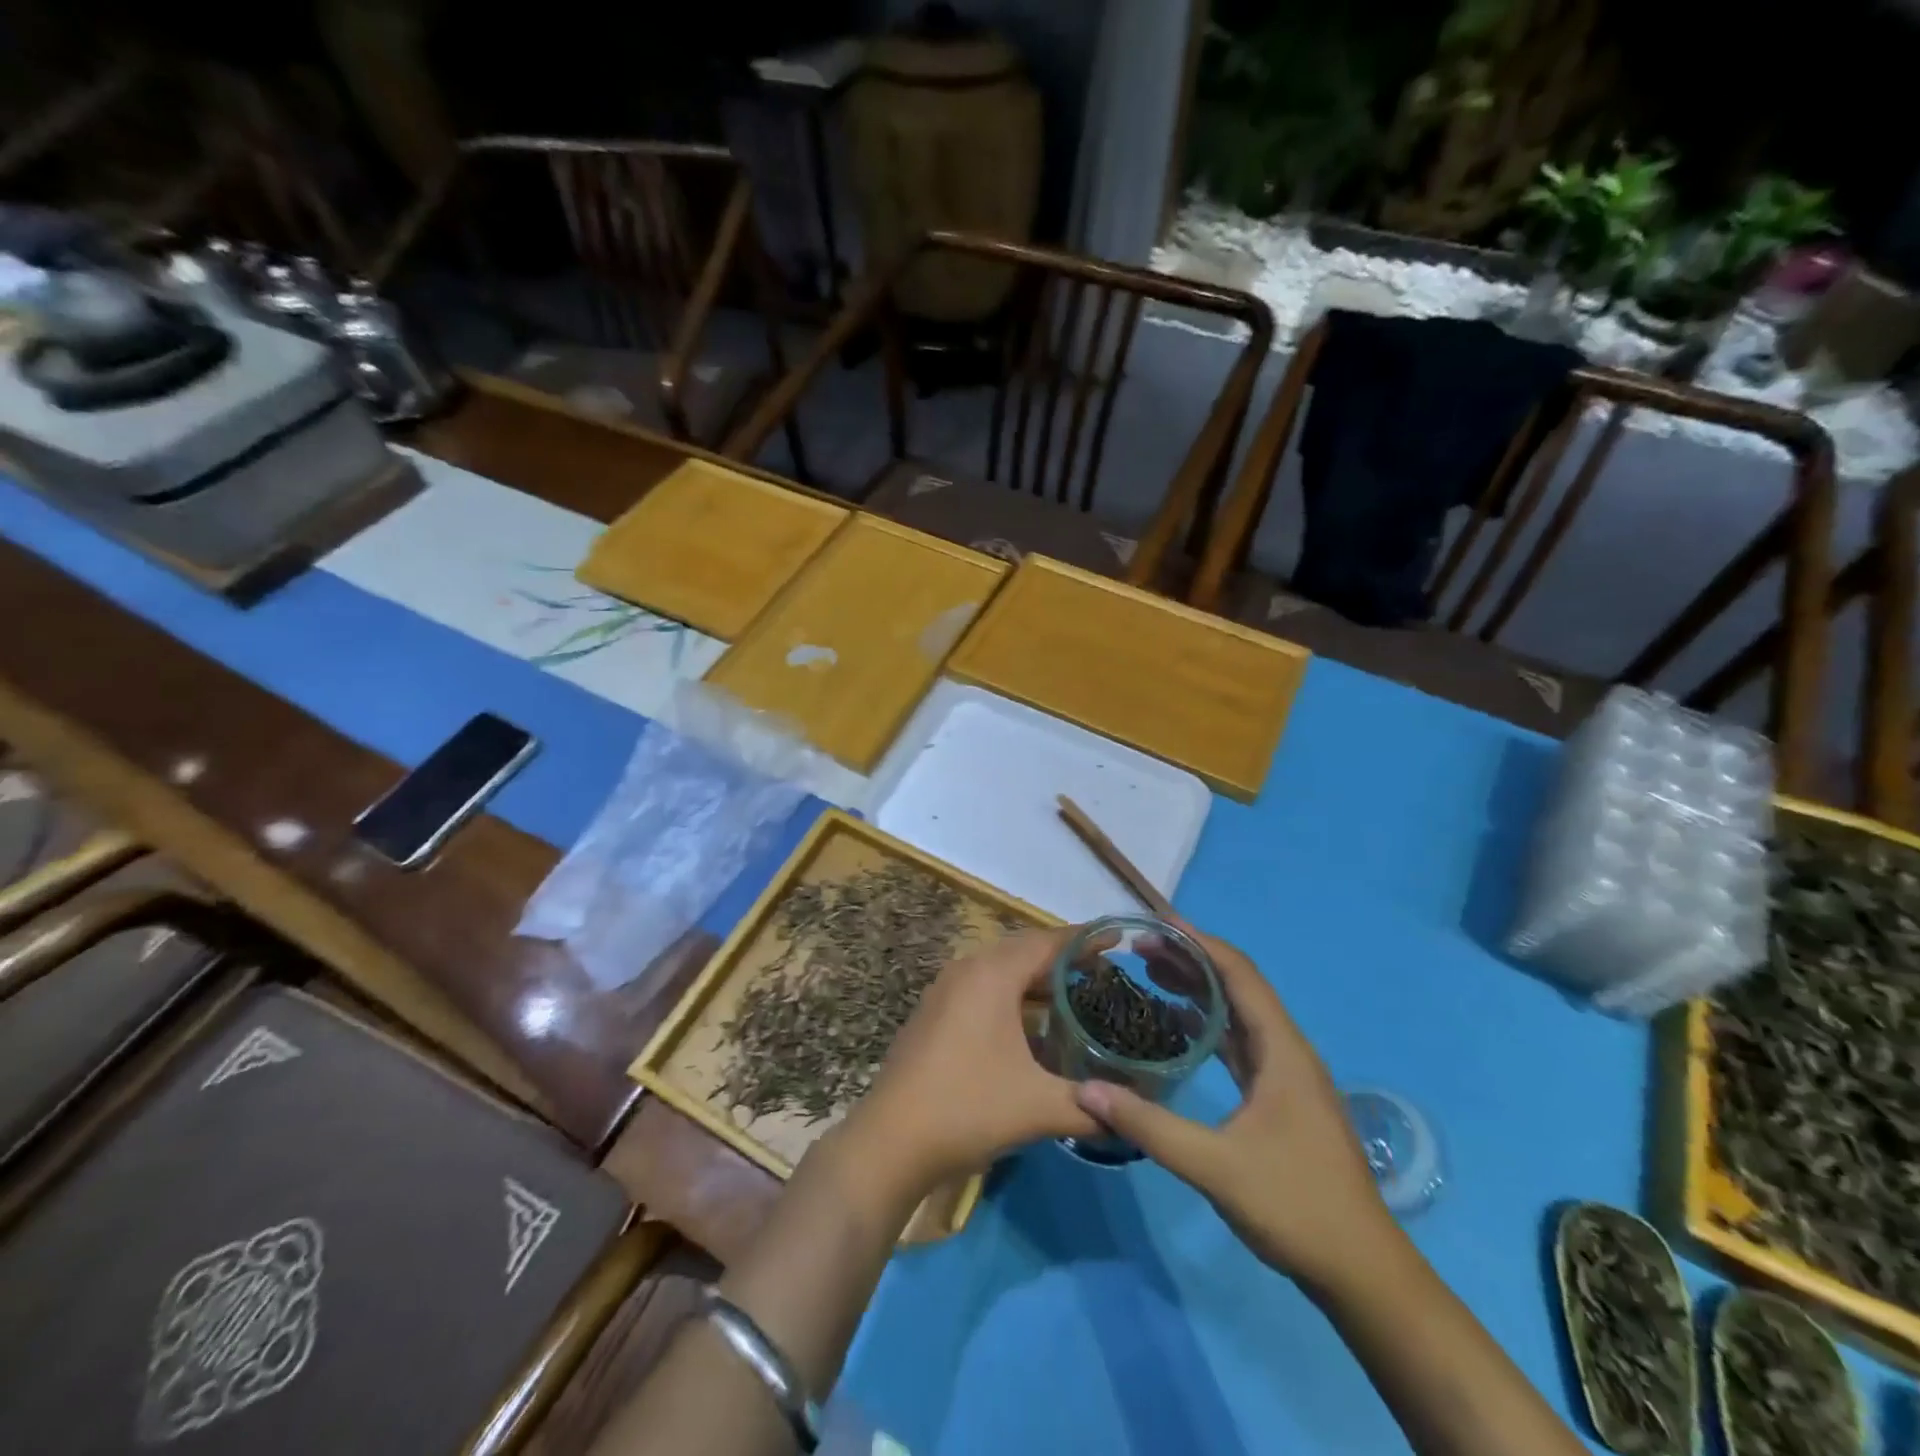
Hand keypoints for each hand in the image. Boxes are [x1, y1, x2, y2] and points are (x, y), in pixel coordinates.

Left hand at [846, 927, 1098, 1201]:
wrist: (890, 1141)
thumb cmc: (968, 1109)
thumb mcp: (1039, 1107)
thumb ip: (1092, 1106)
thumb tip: (1131, 1114)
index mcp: (992, 974)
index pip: (1048, 943)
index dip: (1085, 940)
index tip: (1119, 938)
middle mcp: (967, 970)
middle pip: (1023, 951)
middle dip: (1063, 958)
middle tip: (1104, 971)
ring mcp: (945, 991)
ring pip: (1000, 971)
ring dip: (1036, 980)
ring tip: (1076, 997)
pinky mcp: (934, 1014)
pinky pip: (982, 989)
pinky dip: (1012, 997)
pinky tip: (1033, 1028)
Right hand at [1074, 923, 1399, 1295]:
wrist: (1362, 1271)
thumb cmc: (1296, 1206)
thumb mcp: (1216, 1167)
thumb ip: (1150, 1126)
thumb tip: (1086, 1091)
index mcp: (1282, 1050)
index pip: (1239, 975)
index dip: (1200, 942)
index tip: (1157, 922)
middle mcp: (1288, 1050)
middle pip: (1238, 987)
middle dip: (1192, 960)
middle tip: (1142, 946)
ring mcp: (1287, 1075)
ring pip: (1239, 1014)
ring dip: (1200, 989)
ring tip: (1153, 972)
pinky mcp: (1281, 1098)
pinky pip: (1240, 1043)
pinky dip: (1208, 1025)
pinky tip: (1178, 1027)